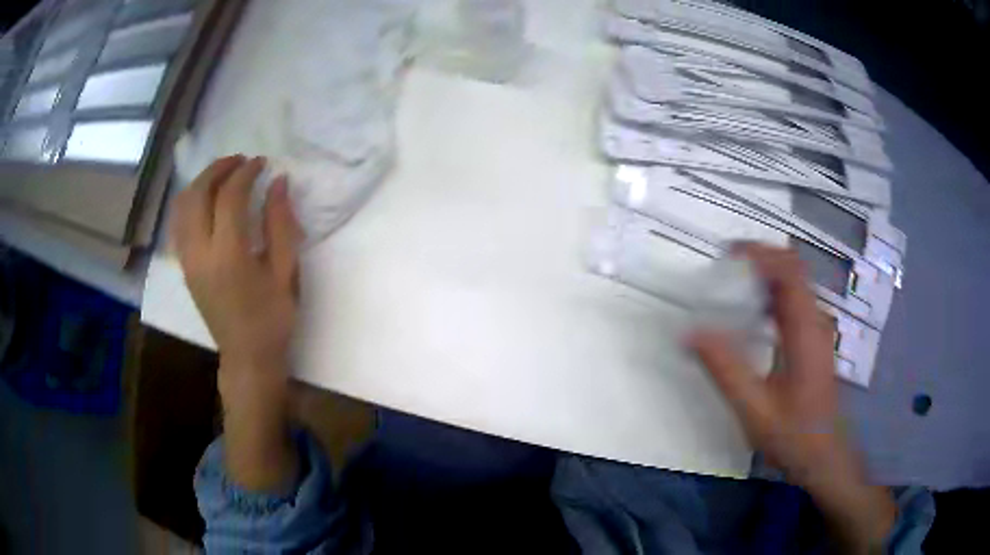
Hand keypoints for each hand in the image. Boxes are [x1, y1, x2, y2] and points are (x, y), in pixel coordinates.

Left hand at [171, 155, 303, 491]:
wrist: (247, 358)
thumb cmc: (272, 319)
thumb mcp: (284, 271)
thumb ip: (280, 223)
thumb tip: (278, 182)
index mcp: (229, 255)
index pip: (229, 197)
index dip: (246, 173)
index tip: (262, 163)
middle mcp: (200, 253)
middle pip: (198, 194)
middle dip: (219, 169)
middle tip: (241, 161)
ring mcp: (187, 260)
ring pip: (183, 206)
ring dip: (201, 182)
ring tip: (223, 175)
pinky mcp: (184, 267)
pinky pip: (179, 223)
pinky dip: (190, 201)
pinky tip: (206, 200)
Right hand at [690, 243, 895, 551]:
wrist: (824, 456)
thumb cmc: (794, 435)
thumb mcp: (754, 409)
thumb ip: (725, 369)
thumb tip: (691, 333)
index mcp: (806, 330)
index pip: (788, 271)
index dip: (760, 254)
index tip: (726, 255)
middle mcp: (815, 321)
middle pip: (792, 270)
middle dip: (759, 259)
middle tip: (724, 267)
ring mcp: (817, 330)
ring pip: (793, 285)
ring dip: (764, 275)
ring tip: (731, 284)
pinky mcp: (813, 341)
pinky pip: (793, 303)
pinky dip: (771, 295)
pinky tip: (751, 313)